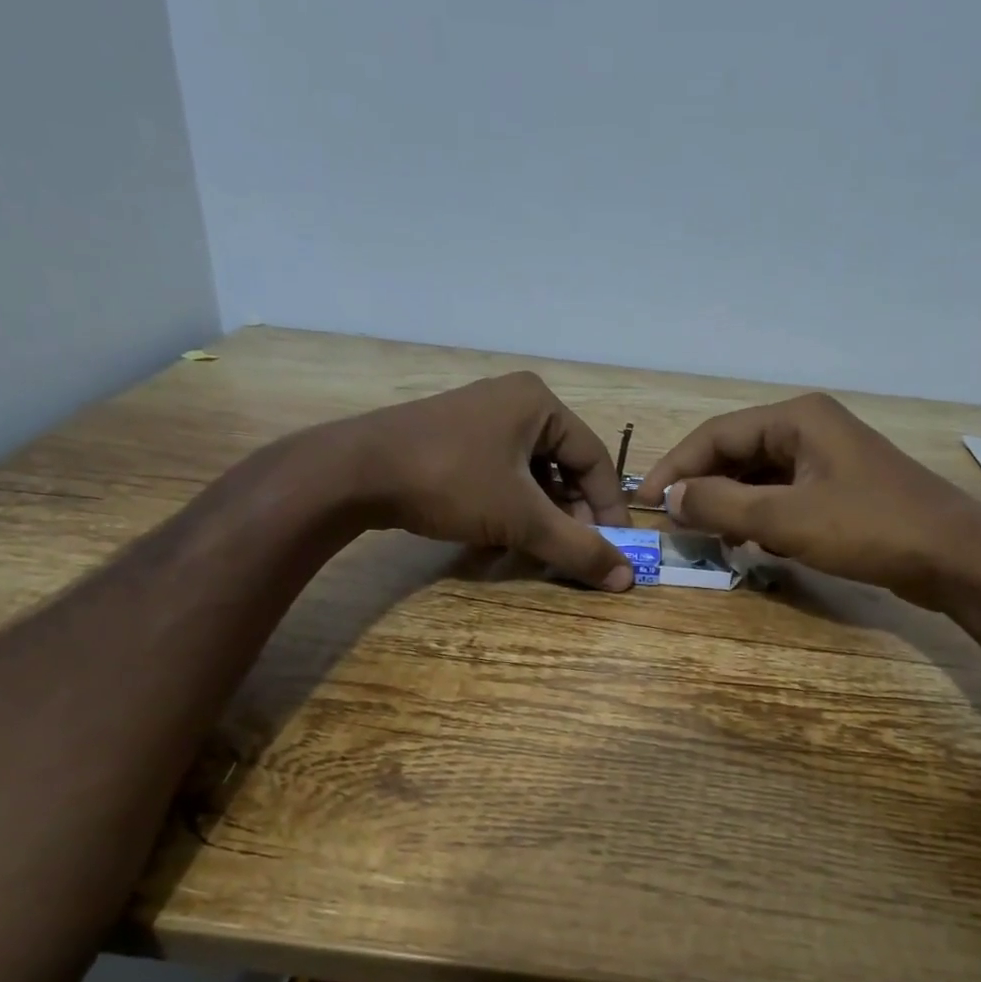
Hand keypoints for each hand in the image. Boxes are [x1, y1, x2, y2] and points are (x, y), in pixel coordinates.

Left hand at [336, 372, 635, 589]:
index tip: (614, 548)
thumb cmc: (450, 482)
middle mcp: (513, 401)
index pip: (594, 459)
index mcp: (539, 403)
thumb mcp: (522, 518)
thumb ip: (576, 547)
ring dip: (540, 515)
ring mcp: (479, 418)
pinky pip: (499, 474)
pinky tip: (502, 539)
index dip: (608, 507)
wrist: (354, 472)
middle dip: (570, 514)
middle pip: (563, 466)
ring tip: (539, 550)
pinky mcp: (452, 439)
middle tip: (573, 552)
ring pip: (530, 474)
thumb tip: (627, 580)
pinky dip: (509, 507)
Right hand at [636, 393, 980, 608]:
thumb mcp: (785, 519)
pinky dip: (759, 516)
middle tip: (673, 524)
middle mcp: (809, 428)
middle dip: (702, 488)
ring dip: (729, 504)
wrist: (957, 558)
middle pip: (736, 453)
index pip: (716, 435)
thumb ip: (720, 505)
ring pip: (758, 477)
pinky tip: (749, 542)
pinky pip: (783, 495)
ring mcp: (828, 459)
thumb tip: (670, 497)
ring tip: (705, 537)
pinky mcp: (840, 489)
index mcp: (796, 418)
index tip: (645, 503)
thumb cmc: (869, 529)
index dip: (676, 468)